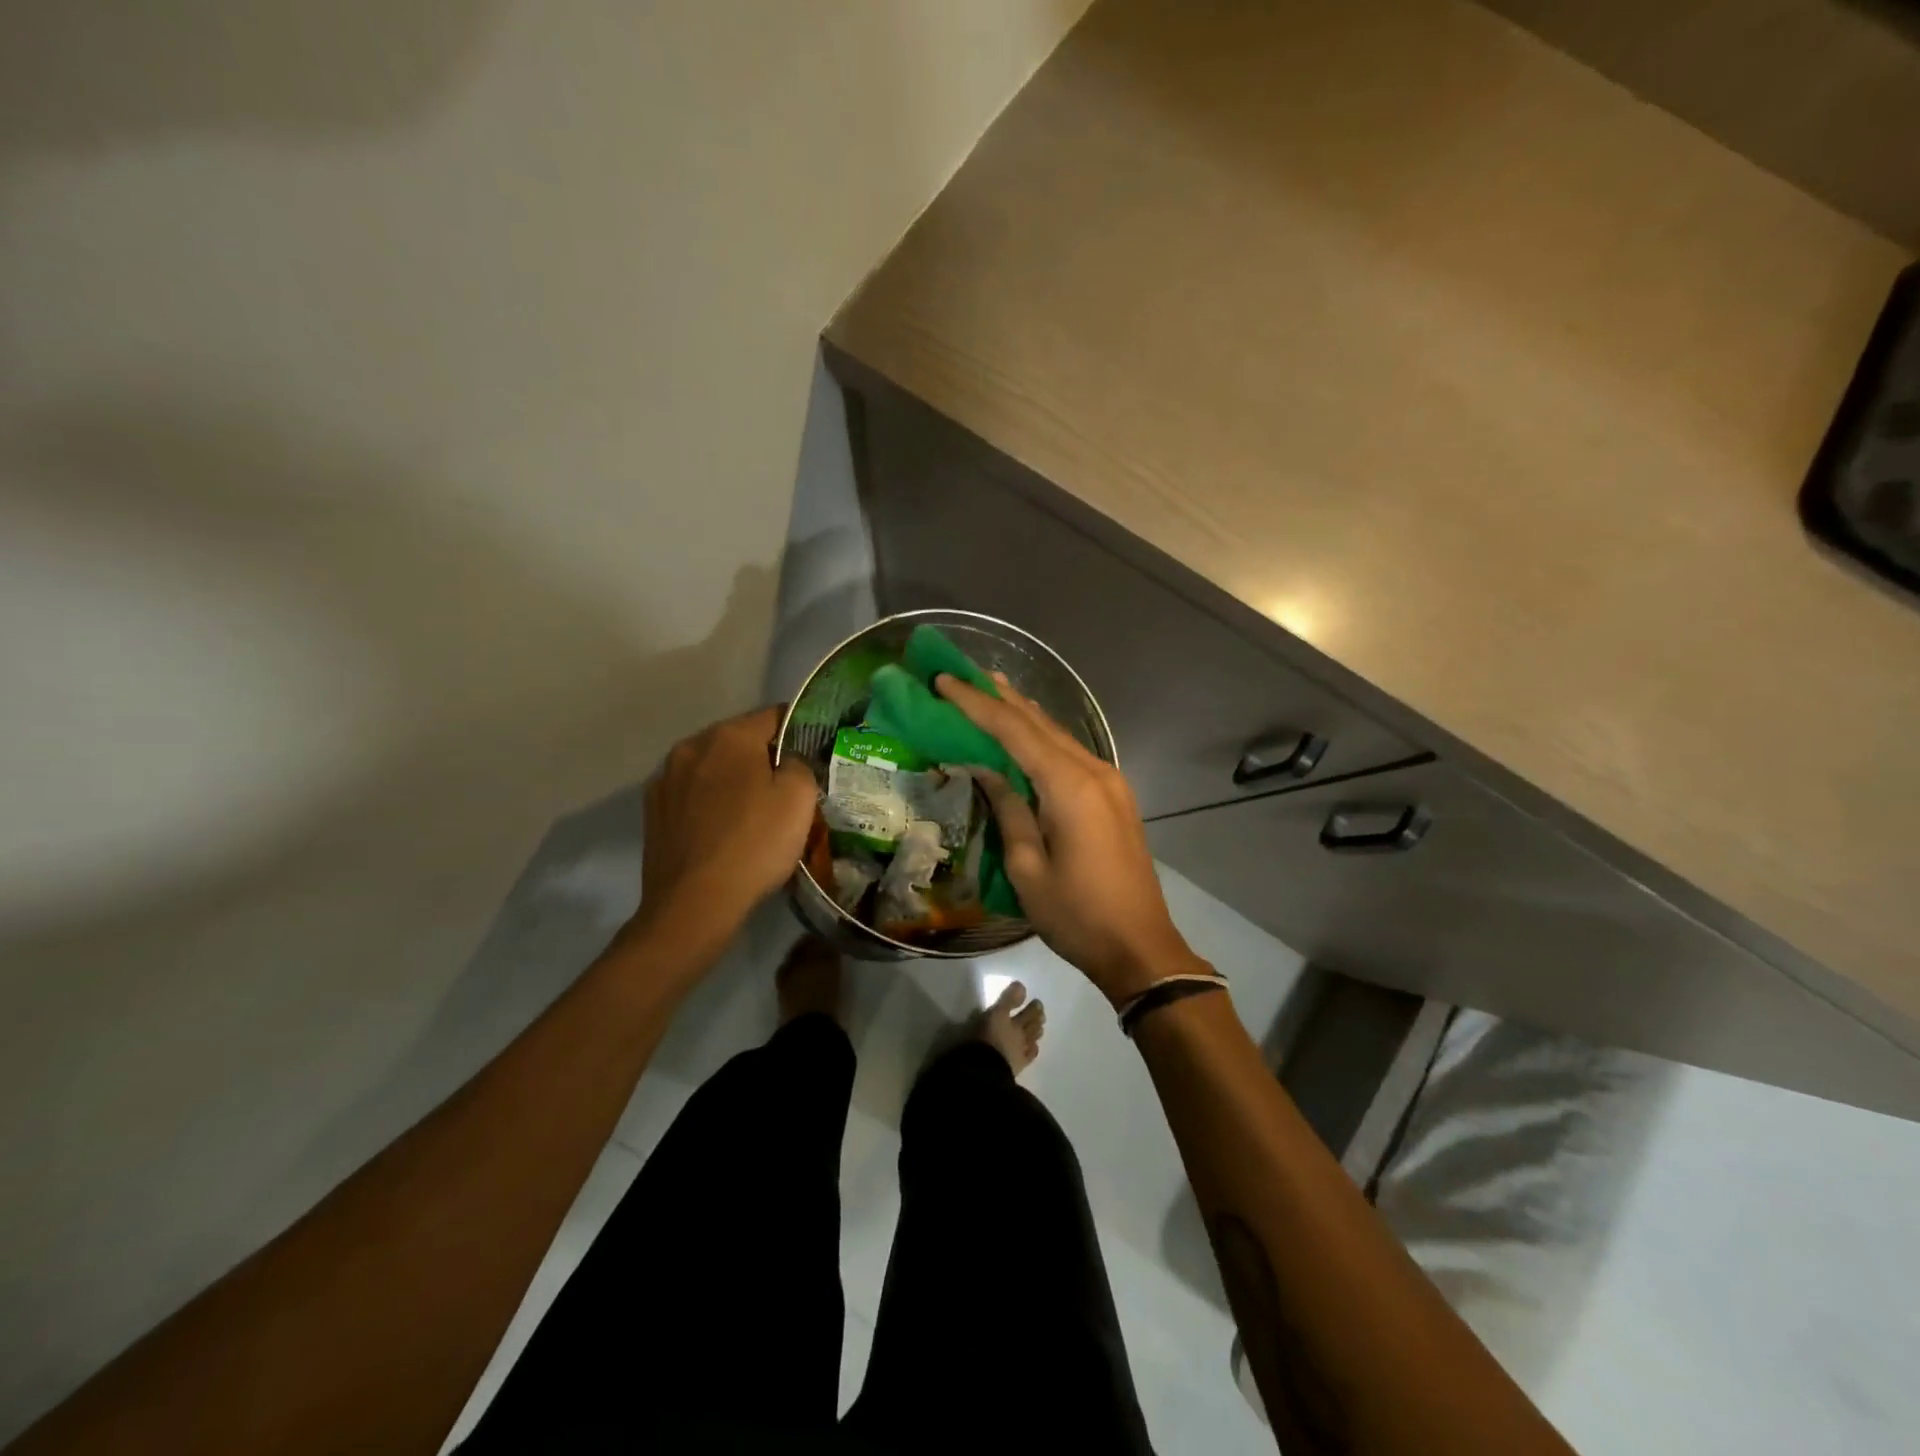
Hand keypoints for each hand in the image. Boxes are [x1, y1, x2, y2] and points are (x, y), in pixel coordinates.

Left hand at [637, 705, 818, 943]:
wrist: (694, 905)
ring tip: (753, 810)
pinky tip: (723, 829)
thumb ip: (799, 763)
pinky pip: (692, 793)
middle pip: (739, 739)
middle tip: (787, 786)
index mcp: (729, 736)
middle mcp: (691, 746)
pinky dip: (710, 801)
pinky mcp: (653, 811)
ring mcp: (665, 779)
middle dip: (763, 755)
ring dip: (733, 778)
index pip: (774, 715)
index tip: (814, 751)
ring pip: (712, 766)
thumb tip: (787, 761)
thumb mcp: (799, 798)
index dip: (799, 728)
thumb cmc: (754, 844)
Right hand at [938, 674, 1210, 1005]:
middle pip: (1040, 723)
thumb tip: (987, 769)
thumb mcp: (1028, 867)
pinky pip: (1072, 753)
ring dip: (1023, 712)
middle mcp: (1094, 771)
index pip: (1015, 731)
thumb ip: (1009, 809)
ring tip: (991, 688)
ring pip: (1059, 734)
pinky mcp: (1115, 796)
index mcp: (1070, 786)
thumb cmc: (1077, 915)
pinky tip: (1029, 729)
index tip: (944, 680)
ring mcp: (1110, 781)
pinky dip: (1044, 736)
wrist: (1140, 947)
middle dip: (999, 697)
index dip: (976, 704)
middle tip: (963, 674)